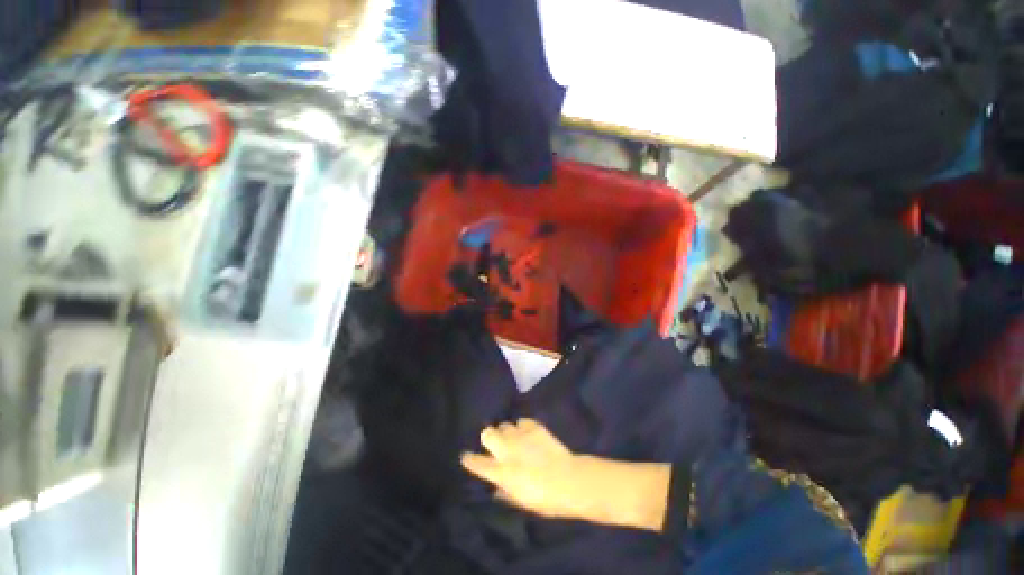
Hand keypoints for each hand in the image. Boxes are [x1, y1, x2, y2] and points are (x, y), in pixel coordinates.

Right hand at [461, 418, 583, 519]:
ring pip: (504, 425)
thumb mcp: (521, 502)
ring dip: (506, 432)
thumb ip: (505, 492)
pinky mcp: (534, 427)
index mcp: (501, 472)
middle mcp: (506, 450)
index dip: (469, 459)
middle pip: (487, 433)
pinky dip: (523, 427)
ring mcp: (520, 436)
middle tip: (495, 444)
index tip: (466, 456)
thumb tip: (496, 487)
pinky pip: (522, 421)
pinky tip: (528, 433)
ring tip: (514, 438)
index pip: (477, 463)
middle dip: (488, 437)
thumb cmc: (545, 499)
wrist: (569, 480)